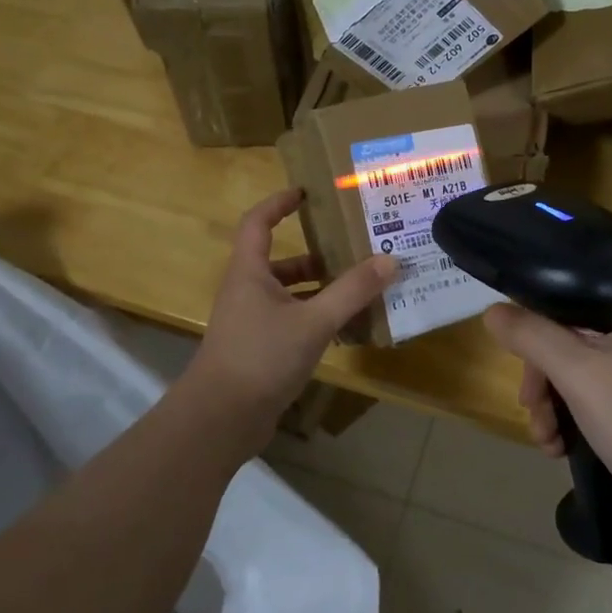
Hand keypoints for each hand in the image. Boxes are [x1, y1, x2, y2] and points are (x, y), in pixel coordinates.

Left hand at [189, 189, 397, 425]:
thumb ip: (351, 291)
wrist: (221, 419)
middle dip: (317, 254)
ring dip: (321, 289)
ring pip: (290, 294)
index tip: (308, 193)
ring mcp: (252, 322)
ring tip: (361, 287)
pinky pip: (293, 321)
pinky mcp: (260, 349)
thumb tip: (389, 260)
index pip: (258, 222)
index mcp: (249, 272)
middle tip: (355, 248)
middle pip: (282, 261)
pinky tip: (346, 327)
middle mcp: (247, 291)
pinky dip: (317, 318)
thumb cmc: (261, 357)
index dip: (279, 203)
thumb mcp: (313, 321)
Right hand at [482, 295, 611, 540]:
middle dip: (545, 376)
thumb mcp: (577, 373)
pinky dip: (581, 415)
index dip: (539, 322)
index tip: (519, 358)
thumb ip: (531, 336)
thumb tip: (492, 311)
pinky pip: (607, 393)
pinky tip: (562, 446)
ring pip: (588, 368)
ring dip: (557, 402)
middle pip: (578, 335)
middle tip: (530, 409)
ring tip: (545, 438)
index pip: (577, 293)